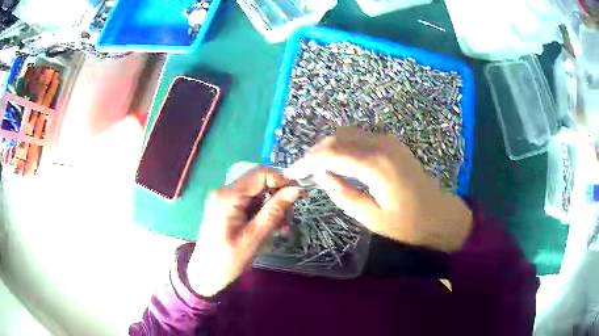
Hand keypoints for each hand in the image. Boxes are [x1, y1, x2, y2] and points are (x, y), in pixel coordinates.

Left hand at [188, 167, 300, 296]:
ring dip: (272, 207)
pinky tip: (269, 228)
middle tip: (288, 219)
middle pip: (259, 182)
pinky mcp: (226, 208)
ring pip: (256, 193)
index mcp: (228, 197)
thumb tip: (295, 189)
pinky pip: (249, 203)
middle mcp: (224, 192)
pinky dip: (262, 212)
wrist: (204, 274)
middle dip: (278, 197)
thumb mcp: (253, 238)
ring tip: (280, 228)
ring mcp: (224, 199)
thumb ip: (274, 212)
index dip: (282, 180)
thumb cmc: (227, 260)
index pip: (260, 173)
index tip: (299, 196)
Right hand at [286, 127, 471, 251]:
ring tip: (316, 168)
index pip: (331, 153)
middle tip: (302, 171)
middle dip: (315, 152)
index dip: (306, 161)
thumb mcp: (370, 217)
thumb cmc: (407, 224)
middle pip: (337, 137)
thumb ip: (342, 193)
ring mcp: (388, 140)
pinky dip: (343, 146)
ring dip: (328, 147)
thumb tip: (320, 174)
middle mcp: (381, 144)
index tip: (291, 173)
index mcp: (376, 165)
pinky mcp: (391, 143)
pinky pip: (359, 137)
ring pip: (347, 133)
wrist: (439, 214)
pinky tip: (338, 162)